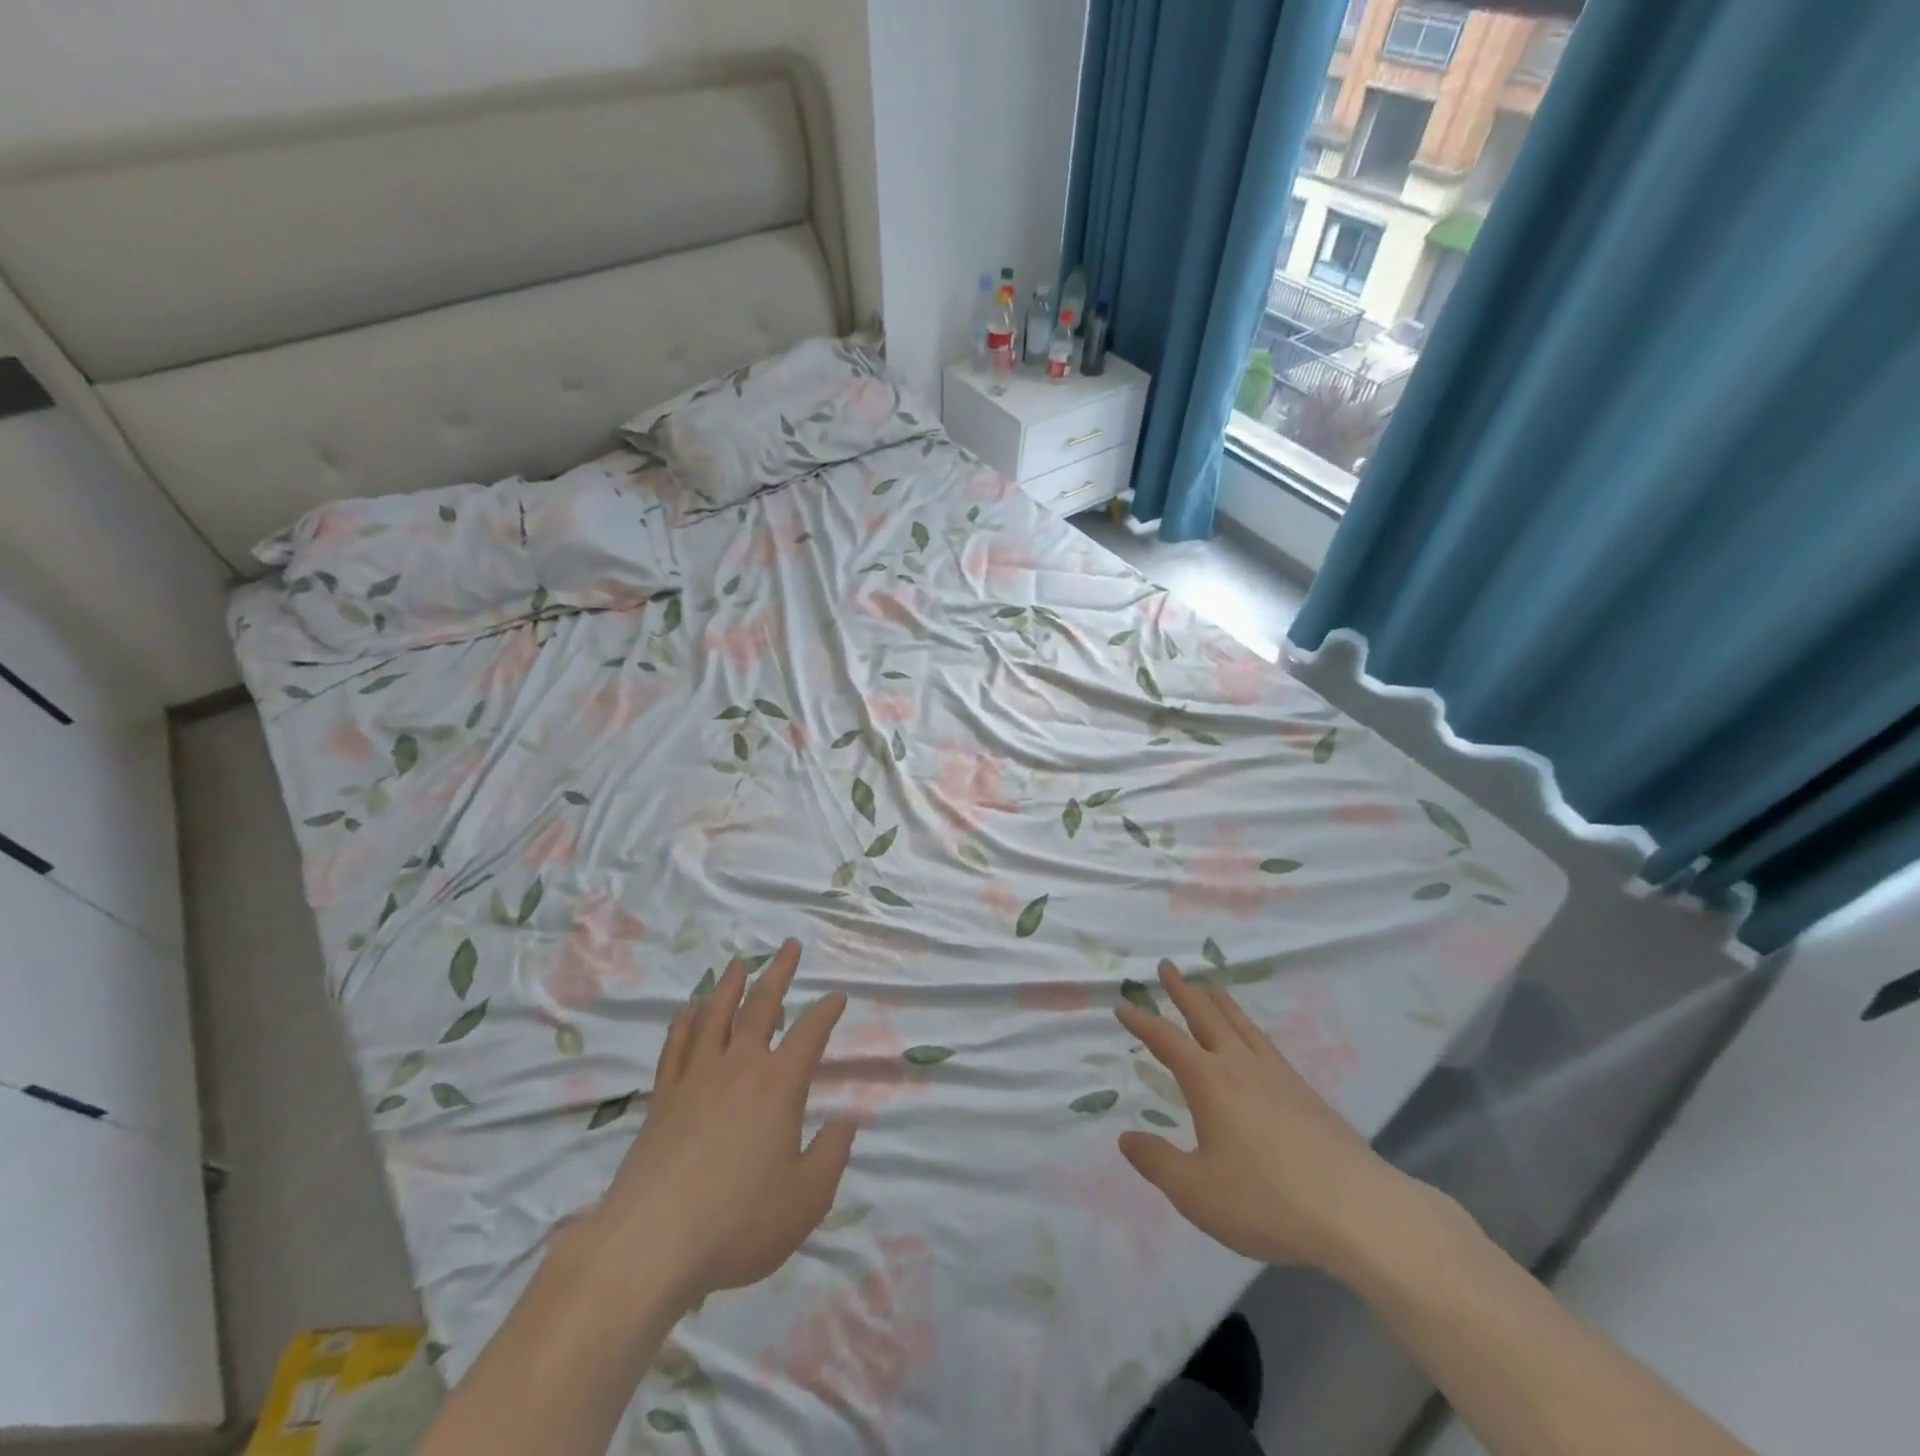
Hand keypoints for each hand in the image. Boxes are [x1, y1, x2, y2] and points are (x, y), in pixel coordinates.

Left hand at [580, 940, 856, 1307]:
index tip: (837, 996)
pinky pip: (676, 1046)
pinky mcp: (662, 1098)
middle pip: (761, 1006)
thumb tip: (846, 1121)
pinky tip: (688, 1008)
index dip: (827, 1011)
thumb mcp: (807, 1198)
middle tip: (789, 946)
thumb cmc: (739, 1222)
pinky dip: (684, 1021)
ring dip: (731, 985)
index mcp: (779, 1085)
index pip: (810, 1033)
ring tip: (740, 962)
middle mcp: (739, 1067)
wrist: (651, 1245)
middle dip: (779, 973)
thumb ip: (832, 1155)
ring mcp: (696, 1078)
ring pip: (715, 1015)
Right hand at [1115, 961, 1437, 1279]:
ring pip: (1239, 1023)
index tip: (1122, 1006)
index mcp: (1209, 1081)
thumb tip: (1126, 1138)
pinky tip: (1251, 1037)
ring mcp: (1276, 1074)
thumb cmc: (1268, 1200)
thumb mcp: (1198, 1192)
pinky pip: (1264, 1041)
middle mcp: (1240, 1064)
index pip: (1166, 1040)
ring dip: (1218, 1000)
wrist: (1358, 1212)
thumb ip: (1158, 1163)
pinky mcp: (1304, 1090)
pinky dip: (1247, 1025)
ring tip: (1208, 986)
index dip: (1142, 1022)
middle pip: (1206, 1015)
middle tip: (1167, 966)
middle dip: (1182, 990)